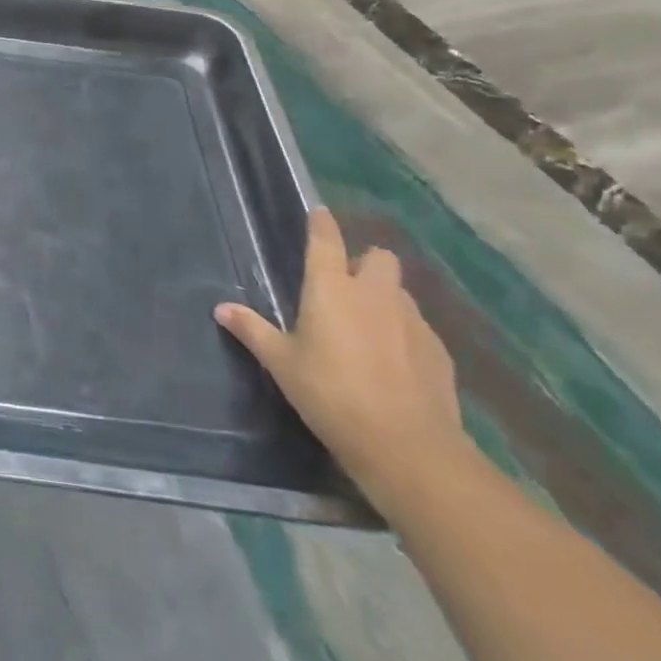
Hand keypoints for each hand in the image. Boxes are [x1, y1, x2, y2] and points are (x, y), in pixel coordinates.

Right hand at [215, 206, 467, 514]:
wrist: (408, 447)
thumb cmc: (331, 394)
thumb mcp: (282, 363)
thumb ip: (253, 331)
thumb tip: (221, 308)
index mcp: (332, 287)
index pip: (326, 239)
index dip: (321, 223)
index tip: (319, 213)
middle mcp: (374, 293)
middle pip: (379, 257)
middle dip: (366, 263)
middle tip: (348, 287)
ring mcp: (412, 321)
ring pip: (400, 292)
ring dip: (386, 299)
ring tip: (370, 328)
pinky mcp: (439, 352)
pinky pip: (419, 328)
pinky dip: (406, 335)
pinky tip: (395, 363)